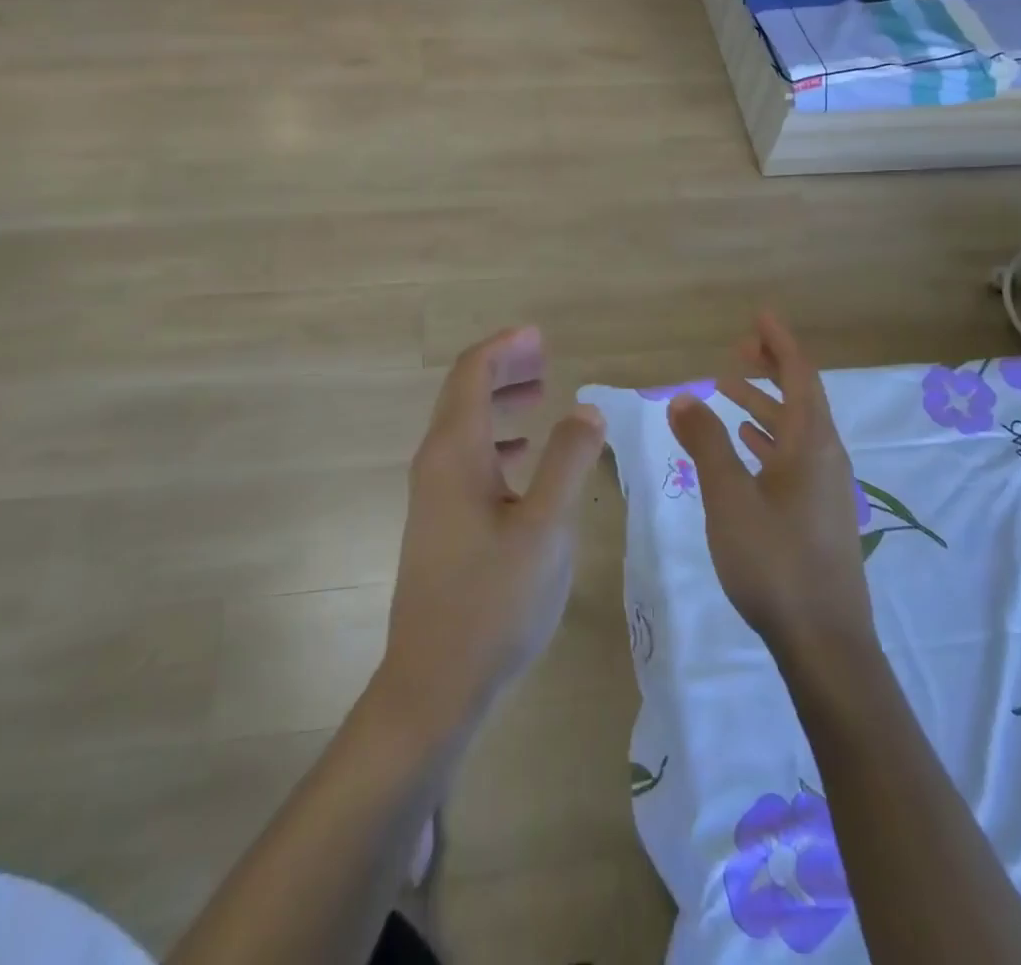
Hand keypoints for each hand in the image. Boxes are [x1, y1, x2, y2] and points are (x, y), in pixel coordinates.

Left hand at [379, 327, 605, 734]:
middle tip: (545, 357)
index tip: (540, 336)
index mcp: (454, 453)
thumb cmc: (493, 601)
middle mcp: (435, 464)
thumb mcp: (546, 529)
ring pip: (465, 427)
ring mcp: (433, 496)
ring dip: (500, 403)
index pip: (471, 374)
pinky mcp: (440, 523)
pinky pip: (468, 459)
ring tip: (541, 395)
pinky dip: (497, 441)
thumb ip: (568, 462)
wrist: (433, 684)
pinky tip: (523, 457)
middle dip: (503, 368)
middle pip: (464, 394)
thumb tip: (587, 410)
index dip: (504, 347)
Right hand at [667, 313, 875, 656]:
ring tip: (726, 392)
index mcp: (813, 445)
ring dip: (763, 406)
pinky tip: (744, 446)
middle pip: (800, 398)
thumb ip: (706, 443)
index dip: (779, 343)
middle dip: (768, 370)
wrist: (824, 643)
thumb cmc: (775, 562)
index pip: (799, 376)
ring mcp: (824, 489)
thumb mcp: (730, 497)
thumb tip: (683, 397)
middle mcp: (826, 458)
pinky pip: (792, 457)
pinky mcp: (817, 515)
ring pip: (794, 430)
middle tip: (734, 352)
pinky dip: (766, 440)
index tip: (758, 316)